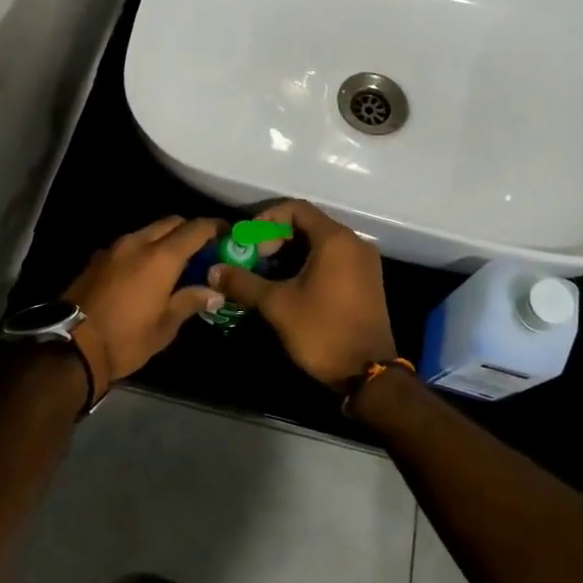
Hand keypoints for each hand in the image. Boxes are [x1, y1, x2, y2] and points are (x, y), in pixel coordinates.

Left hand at [63, 217, 226, 395]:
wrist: (70, 347)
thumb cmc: (126, 339)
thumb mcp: (165, 326)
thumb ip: (190, 301)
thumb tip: (214, 292)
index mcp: (161, 257)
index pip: (195, 228)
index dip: (215, 227)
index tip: (227, 233)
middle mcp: (138, 243)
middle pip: (171, 222)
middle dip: (189, 230)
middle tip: (203, 250)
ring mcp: (114, 248)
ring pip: (147, 231)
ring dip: (164, 239)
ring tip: (175, 262)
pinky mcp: (97, 258)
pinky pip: (129, 244)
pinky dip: (143, 249)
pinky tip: (145, 272)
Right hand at [207, 200, 395, 388]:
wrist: (368, 372)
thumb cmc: (322, 330)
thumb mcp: (277, 305)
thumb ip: (244, 282)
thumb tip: (214, 270)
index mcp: (335, 239)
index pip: (296, 209)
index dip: (266, 220)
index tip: (248, 242)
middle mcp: (354, 243)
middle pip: (308, 224)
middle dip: (276, 238)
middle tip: (254, 260)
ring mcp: (364, 262)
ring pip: (321, 244)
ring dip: (291, 253)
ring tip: (267, 275)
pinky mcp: (367, 281)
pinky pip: (334, 259)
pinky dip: (310, 264)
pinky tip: (290, 286)